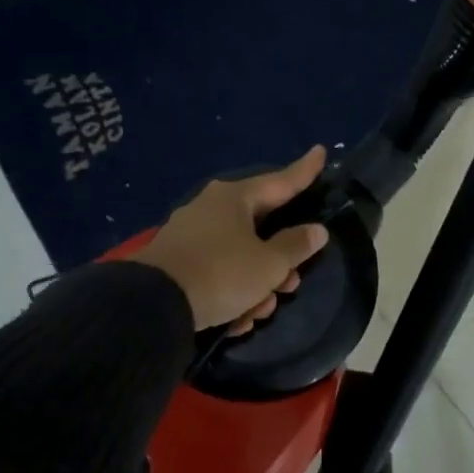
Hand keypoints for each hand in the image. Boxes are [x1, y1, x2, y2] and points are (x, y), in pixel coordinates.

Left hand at [135, 146, 331, 332]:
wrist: (153, 305)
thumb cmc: (222, 274)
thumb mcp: (269, 264)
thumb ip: (296, 246)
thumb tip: (316, 230)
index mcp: (235, 198)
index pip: (281, 181)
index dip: (305, 171)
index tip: (320, 151)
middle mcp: (211, 208)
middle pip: (261, 228)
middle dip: (279, 262)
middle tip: (291, 284)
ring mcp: (191, 234)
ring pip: (239, 256)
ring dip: (255, 285)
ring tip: (259, 313)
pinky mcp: (176, 262)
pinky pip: (216, 272)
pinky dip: (230, 294)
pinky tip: (235, 321)